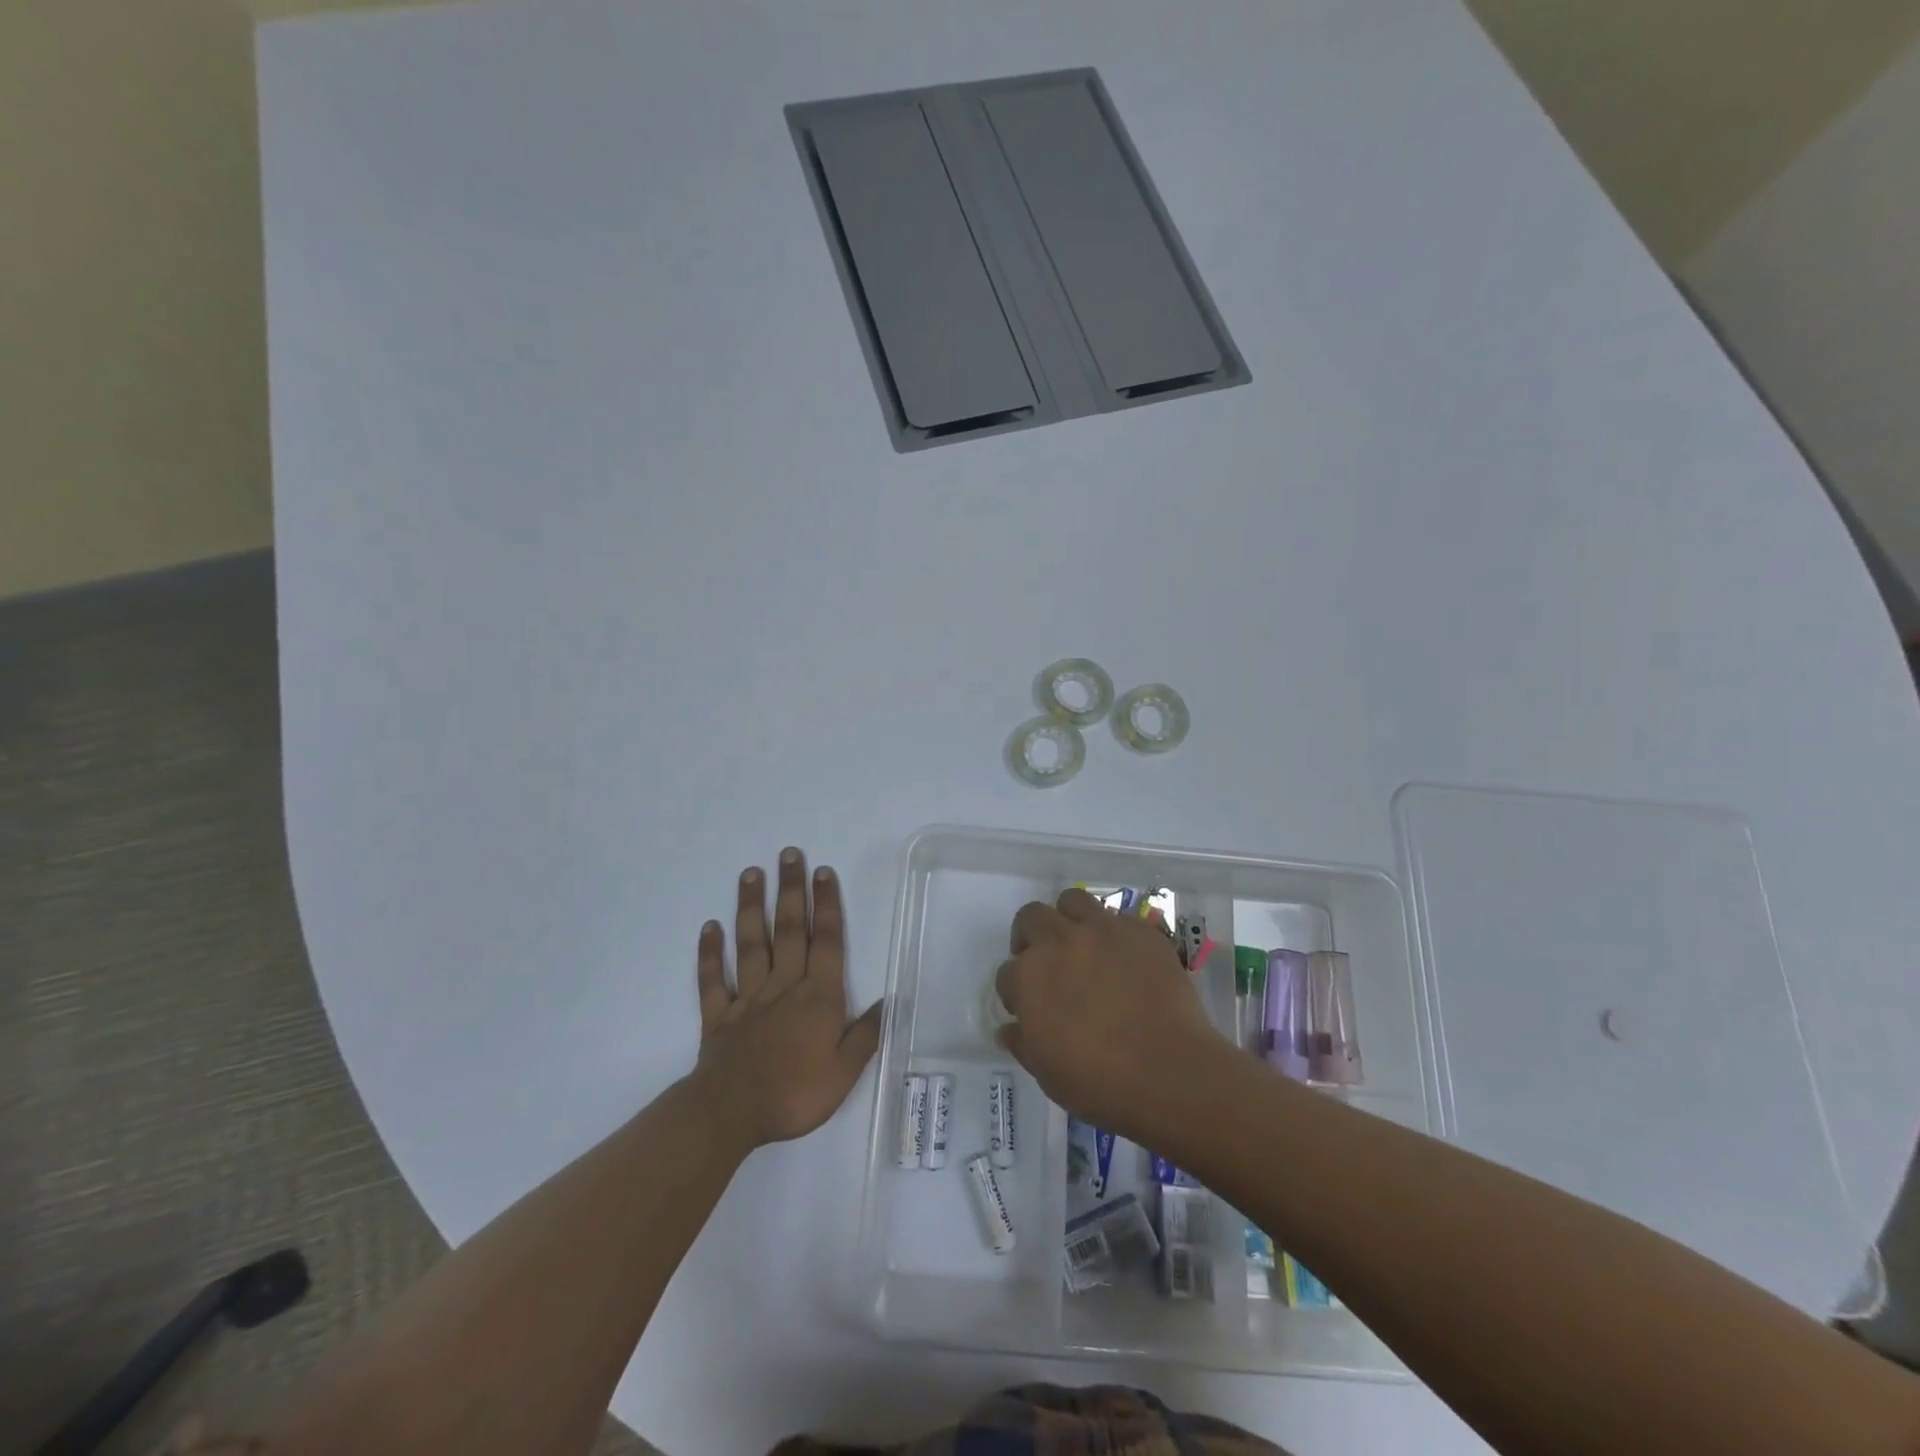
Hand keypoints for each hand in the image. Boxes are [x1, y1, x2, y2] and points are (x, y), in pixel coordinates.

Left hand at [693, 847, 881, 1148]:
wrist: (731, 1114)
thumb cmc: (794, 1093)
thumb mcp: (844, 1072)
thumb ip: (866, 1034)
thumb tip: (889, 1000)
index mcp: (817, 997)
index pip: (826, 942)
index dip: (826, 905)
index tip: (823, 872)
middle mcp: (783, 986)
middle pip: (788, 930)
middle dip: (791, 890)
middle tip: (789, 854)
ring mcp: (748, 998)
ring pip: (750, 944)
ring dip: (750, 907)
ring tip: (751, 874)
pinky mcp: (718, 1016)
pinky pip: (713, 979)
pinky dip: (710, 953)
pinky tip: (709, 927)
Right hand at [995, 890, 1226, 1137]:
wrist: (1168, 1072)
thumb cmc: (1098, 1081)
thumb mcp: (1046, 1072)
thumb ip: (1022, 1043)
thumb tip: (1009, 1028)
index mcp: (1028, 976)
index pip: (1007, 973)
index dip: (1016, 991)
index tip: (1029, 1008)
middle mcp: (1059, 941)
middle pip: (1031, 918)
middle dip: (1031, 937)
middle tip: (1047, 963)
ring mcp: (1102, 930)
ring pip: (1072, 900)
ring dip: (1068, 918)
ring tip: (1080, 943)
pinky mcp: (1140, 931)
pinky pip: (1119, 918)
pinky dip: (1114, 933)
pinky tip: (1124, 958)